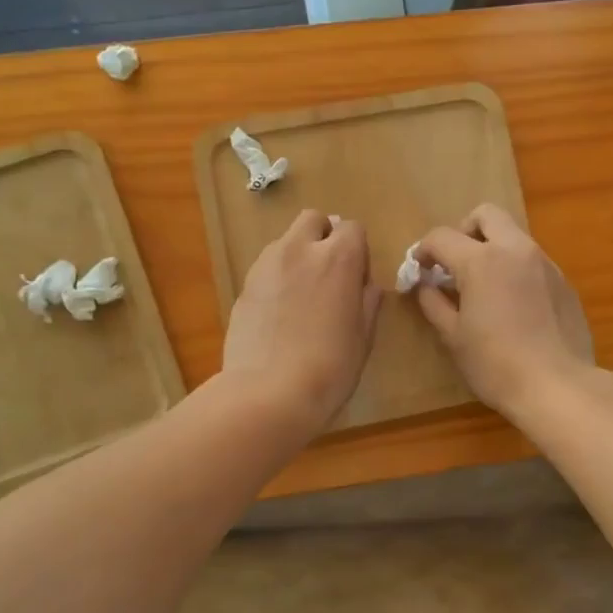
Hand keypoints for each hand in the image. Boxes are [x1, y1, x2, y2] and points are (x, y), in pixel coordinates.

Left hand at [223, 210, 381, 433]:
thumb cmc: (330, 367)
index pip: (352, 228)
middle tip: (329, 274)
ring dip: (298, 256)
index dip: (358, 252)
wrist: (268, 392)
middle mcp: (300, 249)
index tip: (357, 281)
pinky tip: (280, 313)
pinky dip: (278, 278)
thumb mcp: (364, 337)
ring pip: (286, 241)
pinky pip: (267, 267)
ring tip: (302, 296)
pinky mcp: (244, 285)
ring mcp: (267, 265)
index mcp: (338, 258)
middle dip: (324, 237)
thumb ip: (368, 302)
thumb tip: (365, 286)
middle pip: (314, 220)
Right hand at [411, 204, 596, 419]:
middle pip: (486, 215)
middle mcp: (515, 250)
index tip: (419, 270)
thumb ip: (434, 303)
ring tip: (485, 287)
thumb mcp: (454, 337)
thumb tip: (425, 286)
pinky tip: (514, 306)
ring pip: (514, 236)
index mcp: (481, 261)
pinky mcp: (564, 282)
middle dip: (465, 230)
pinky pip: (533, 262)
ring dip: (493, 249)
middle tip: (455, 263)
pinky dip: (516, 270)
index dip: (423, 250)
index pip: (442, 237)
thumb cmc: (496, 364)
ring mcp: (545, 264)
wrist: (558, 386)